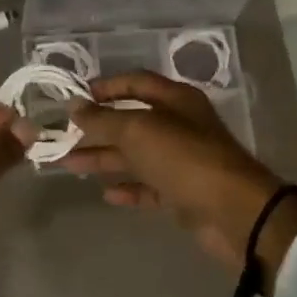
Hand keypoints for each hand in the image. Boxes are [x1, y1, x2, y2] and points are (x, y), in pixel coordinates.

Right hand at [63, 72, 296, 274]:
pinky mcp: (182, 193)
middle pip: (131, 121)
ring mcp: (181, 161)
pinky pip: (148, 186)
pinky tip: (105, 193)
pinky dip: (127, 187)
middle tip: (62, 135)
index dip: (105, 87)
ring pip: (134, 155)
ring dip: (103, 158)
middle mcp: (179, 125)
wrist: (234, 213)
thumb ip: (103, 119)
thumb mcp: (138, 131)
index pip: (135, 82)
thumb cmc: (185, 159)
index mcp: (175, 100)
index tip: (74, 98)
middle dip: (96, 127)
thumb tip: (74, 106)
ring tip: (67, 164)